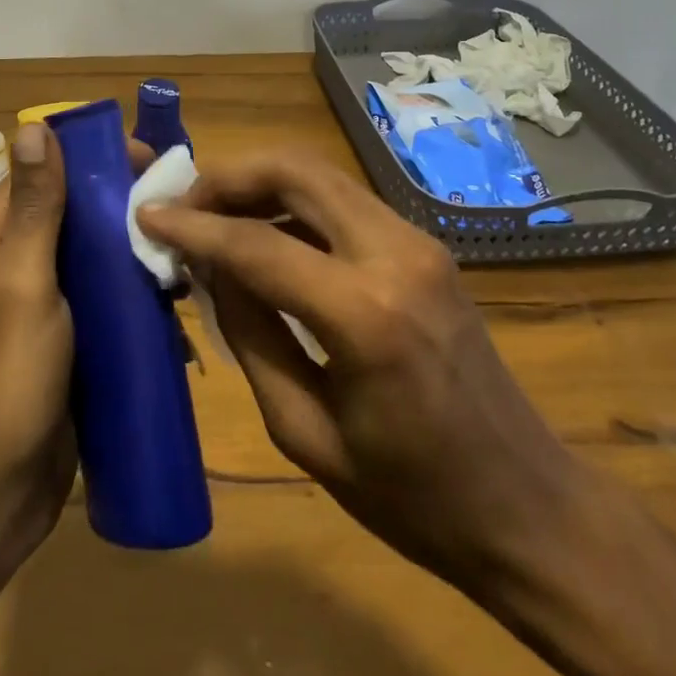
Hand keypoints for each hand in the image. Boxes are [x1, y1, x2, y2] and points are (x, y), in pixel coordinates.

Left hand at [0, 122, 156, 574]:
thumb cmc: (4, 380)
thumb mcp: (22, 282)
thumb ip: (34, 206)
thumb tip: (34, 126)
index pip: (45, 171)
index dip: (92, 157)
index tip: (148, 159)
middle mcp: (15, 260)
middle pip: (74, 210)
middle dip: (123, 204)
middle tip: (180, 207)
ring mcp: (43, 301)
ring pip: (94, 253)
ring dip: (135, 249)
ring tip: (184, 254)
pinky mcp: (69, 338)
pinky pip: (105, 297)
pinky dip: (135, 291)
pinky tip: (174, 300)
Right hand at [138, 156, 675, 675]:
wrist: (527, 505)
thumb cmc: (412, 498)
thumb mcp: (306, 434)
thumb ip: (251, 335)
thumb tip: (208, 266)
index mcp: (365, 314)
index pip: (257, 243)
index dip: (193, 225)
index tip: (147, 214)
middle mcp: (394, 253)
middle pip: (294, 170)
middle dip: (228, 175)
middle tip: (183, 203)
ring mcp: (416, 240)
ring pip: (319, 173)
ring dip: (259, 183)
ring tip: (213, 215)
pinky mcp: (423, 243)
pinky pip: (341, 201)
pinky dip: (293, 203)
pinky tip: (265, 233)